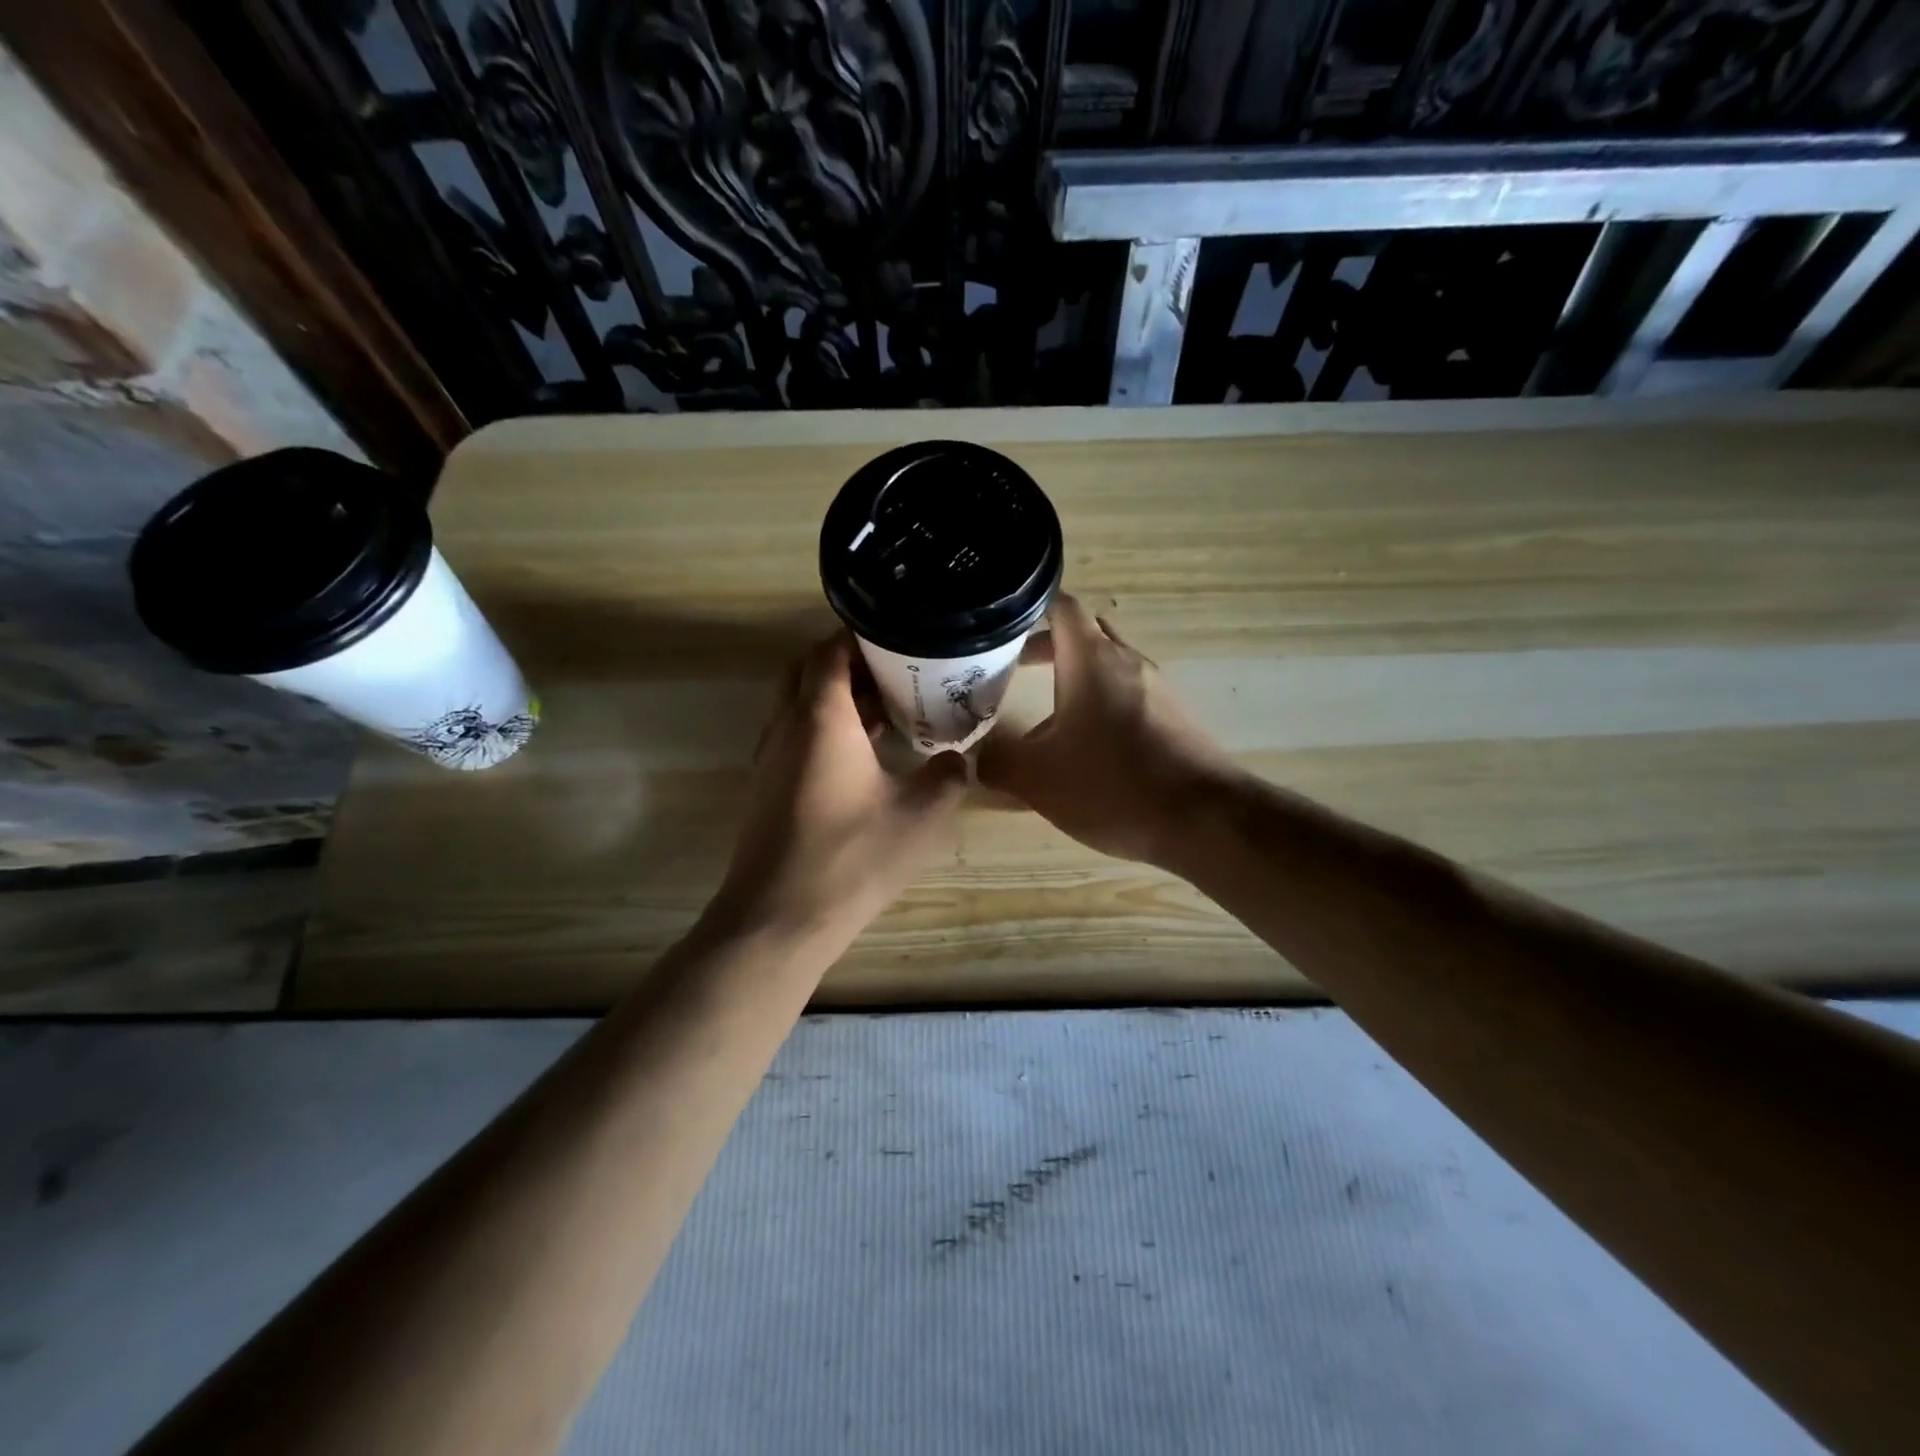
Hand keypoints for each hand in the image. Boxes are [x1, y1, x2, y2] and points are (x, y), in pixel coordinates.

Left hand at [711, 633, 967, 946]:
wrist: (779, 918)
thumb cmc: (852, 857)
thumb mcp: (921, 816)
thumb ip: (949, 777)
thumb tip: (960, 759)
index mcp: (821, 717)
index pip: (831, 650)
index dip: (861, 635)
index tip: (897, 634)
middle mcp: (786, 726)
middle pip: (808, 670)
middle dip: (847, 661)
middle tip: (893, 669)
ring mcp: (769, 757)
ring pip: (797, 704)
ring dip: (834, 696)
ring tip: (885, 707)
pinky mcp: (766, 786)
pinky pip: (793, 735)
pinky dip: (823, 727)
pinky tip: (860, 754)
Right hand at [979, 594, 1233, 865]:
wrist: (1204, 820)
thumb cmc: (1112, 785)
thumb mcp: (1037, 778)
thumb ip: (997, 761)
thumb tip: (977, 755)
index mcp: (1091, 659)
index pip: (1060, 605)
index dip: (1028, 610)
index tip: (1000, 628)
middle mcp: (1128, 661)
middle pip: (1085, 634)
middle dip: (1048, 647)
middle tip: (1013, 669)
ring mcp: (1158, 688)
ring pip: (1108, 667)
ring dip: (1076, 680)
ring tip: (1045, 719)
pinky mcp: (1176, 717)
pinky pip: (1130, 696)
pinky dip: (1102, 706)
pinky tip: (1089, 750)